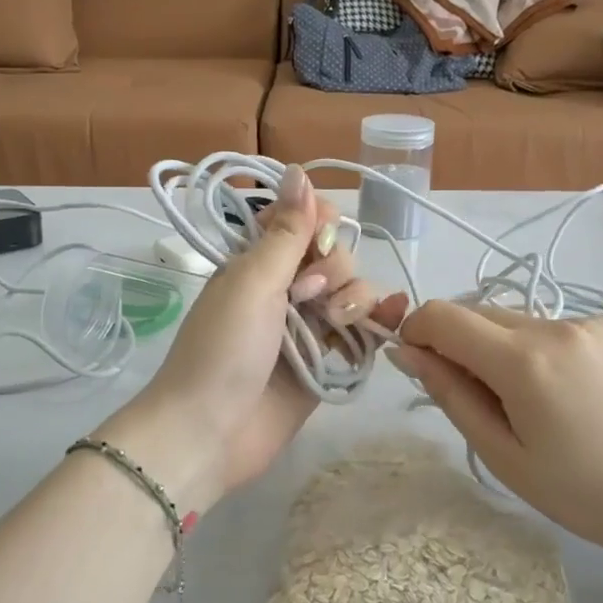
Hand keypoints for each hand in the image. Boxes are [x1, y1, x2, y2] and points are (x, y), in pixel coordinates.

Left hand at [101, 165, 407, 510]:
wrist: (209, 432)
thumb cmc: (223, 349)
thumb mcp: (252, 281)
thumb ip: (285, 231)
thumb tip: (298, 169)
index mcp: (259, 262)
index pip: (305, 222)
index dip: (320, 225)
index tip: (318, 240)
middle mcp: (286, 289)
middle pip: (335, 256)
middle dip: (333, 270)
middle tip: (307, 298)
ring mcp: (308, 328)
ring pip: (353, 292)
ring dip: (354, 298)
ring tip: (334, 325)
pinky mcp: (327, 363)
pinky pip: (361, 332)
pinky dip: (379, 321)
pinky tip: (393, 315)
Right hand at [388, 303, 602, 571]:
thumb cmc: (584, 493)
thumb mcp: (503, 455)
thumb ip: (451, 395)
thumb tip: (407, 351)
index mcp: (523, 360)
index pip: (442, 316)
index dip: (416, 332)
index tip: (418, 367)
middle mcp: (553, 324)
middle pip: (476, 313)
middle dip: (457, 345)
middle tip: (478, 402)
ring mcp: (587, 321)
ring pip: (512, 320)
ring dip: (497, 348)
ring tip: (528, 404)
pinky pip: (548, 327)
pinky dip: (534, 350)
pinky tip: (563, 394)